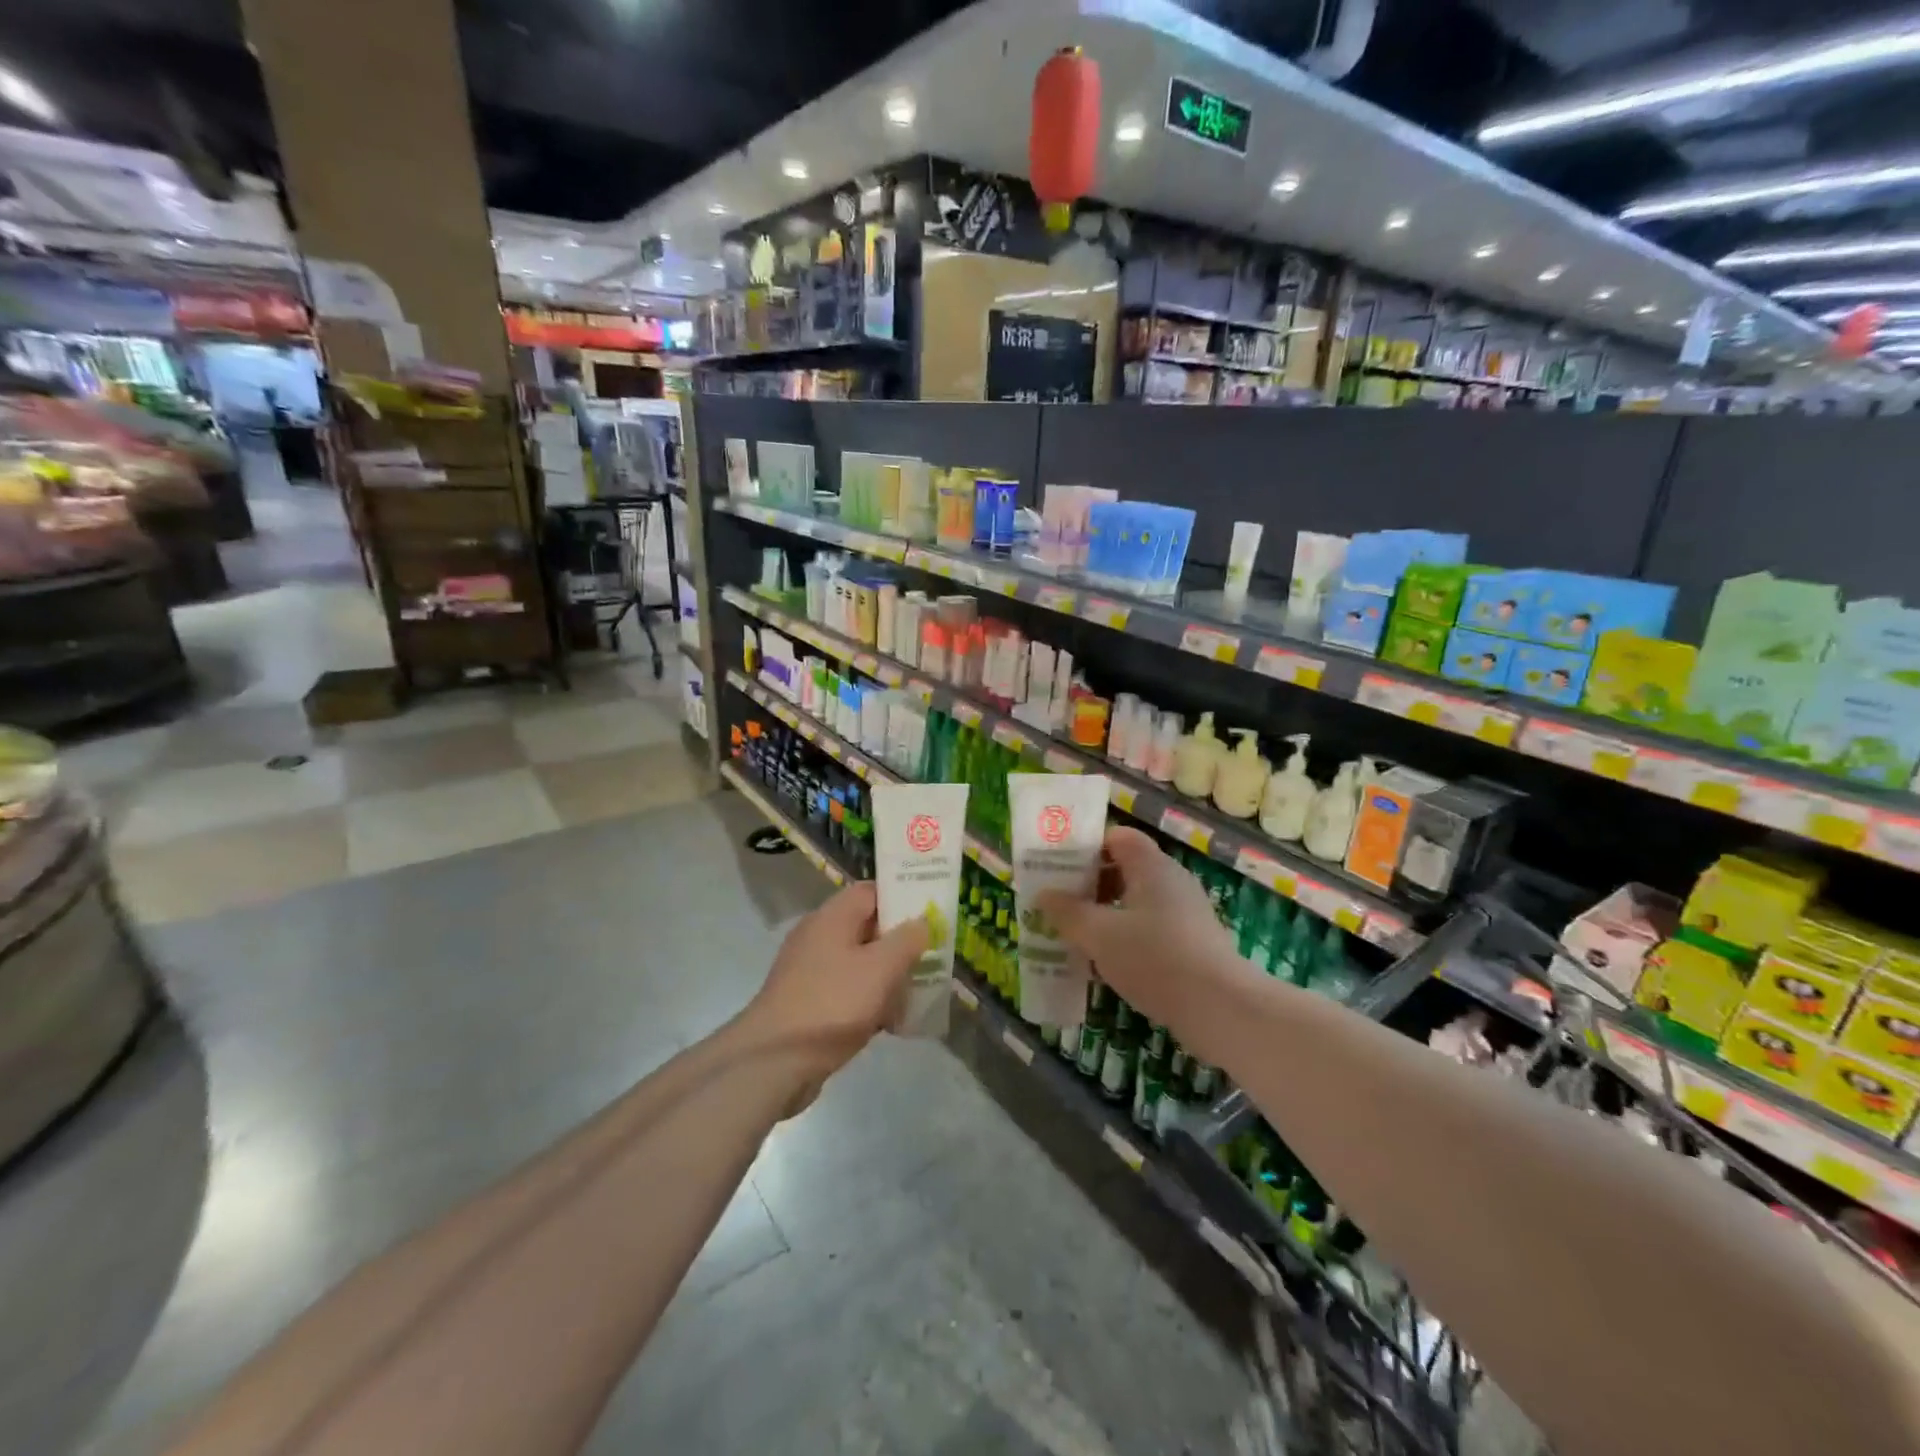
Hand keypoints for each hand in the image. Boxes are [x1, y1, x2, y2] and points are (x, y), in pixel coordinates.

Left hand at [741, 882, 929, 1089]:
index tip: (930, 915)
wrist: (775, 1061)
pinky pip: (846, 990)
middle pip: (867, 928)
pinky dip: (868, 1000)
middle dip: (899, 943)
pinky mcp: (807, 1001)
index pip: (872, 892)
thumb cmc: (832, 1003)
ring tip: (916, 994)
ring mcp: (809, 970)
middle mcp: (818, 936)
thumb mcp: (881, 968)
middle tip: (931, 958)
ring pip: (858, 962)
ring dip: (886, 976)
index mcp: (832, 917)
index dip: (902, 899)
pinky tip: (889, 1023)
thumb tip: (921, 921)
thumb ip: (907, 940)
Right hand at [1035, 827, 1240, 1034]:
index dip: (1087, 848)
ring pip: (1136, 902)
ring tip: (1076, 937)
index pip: (1117, 837)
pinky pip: (1151, 928)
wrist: (1220, 1008)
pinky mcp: (1193, 943)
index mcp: (1151, 866)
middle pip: (1125, 869)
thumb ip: (1067, 912)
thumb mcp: (1099, 935)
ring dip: (1106, 915)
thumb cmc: (1154, 957)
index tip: (1059, 869)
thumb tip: (1043, 895)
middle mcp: (1172, 880)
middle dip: (1090, 885)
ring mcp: (1186, 913)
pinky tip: (1107, 964)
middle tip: (1060, 905)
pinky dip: (1126, 938)